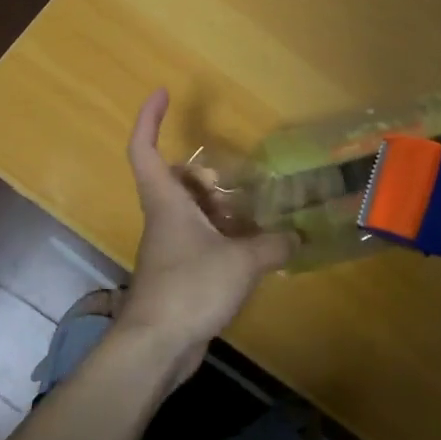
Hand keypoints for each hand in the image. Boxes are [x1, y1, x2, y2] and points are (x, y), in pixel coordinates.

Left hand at [117, 89, 295, 379]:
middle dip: (202, 176)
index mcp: (167, 202)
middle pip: (174, 182)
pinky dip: (221, 240)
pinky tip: (250, 255)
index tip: (162, 93)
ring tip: (254, 217)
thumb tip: (296, 238)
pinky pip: (199, 243)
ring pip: (190, 215)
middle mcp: (163, 220)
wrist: (155, 347)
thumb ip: (272, 246)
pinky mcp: (176, 276)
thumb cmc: (190, 288)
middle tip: (234, 182)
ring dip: (217, 211)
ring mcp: (168, 249)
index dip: (149, 118)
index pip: (144, 149)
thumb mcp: (242, 261)